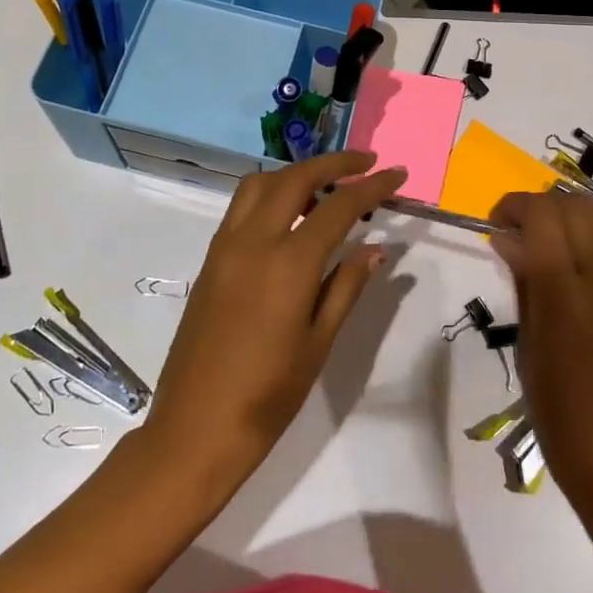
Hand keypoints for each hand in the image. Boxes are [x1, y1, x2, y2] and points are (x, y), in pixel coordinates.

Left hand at [143, 151, 408, 495]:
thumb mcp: (318, 343)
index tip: (397, 174)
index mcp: (288, 265)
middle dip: (334, 163)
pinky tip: (291, 217)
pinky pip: (242, 206)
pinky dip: (271, 193)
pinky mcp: (210, 259)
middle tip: (366, 164)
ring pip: (261, 183)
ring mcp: (225, 247)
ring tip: (327, 189)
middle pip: (296, 177)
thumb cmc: (268, 396)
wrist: (195, 429)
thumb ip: (347, 286)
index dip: (371, 187)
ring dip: (297, 173)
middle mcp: (253, 242)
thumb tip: (376, 248)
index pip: (338, 207)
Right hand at [489, 190, 592, 511]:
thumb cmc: (557, 413)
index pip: (541, 219)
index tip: (498, 221)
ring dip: (578, 210)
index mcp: (564, 299)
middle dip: (541, 206)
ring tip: (559, 230)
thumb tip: (507, 238)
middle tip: (523, 229)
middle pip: (574, 209)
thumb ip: (523, 283)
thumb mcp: (526, 347)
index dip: (514, 206)